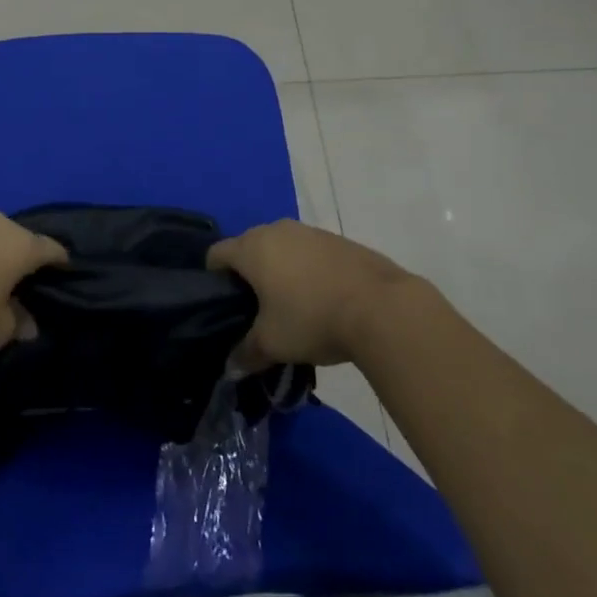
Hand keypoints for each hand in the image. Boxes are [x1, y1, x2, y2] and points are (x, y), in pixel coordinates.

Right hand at [207, 219, 416, 366]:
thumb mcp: (273, 344)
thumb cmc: (312, 318)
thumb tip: (232, 366)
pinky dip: (308, 270)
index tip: (226, 306)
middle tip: (258, 310)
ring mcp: (309, 231)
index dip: (214, 279)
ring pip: (281, 248)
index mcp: (251, 248)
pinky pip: (310, 252)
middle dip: (249, 274)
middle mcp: (276, 230)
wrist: (382, 307)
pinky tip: (324, 299)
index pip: (217, 254)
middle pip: (249, 247)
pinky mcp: (338, 239)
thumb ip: (246, 353)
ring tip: (293, 306)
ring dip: (280, 270)